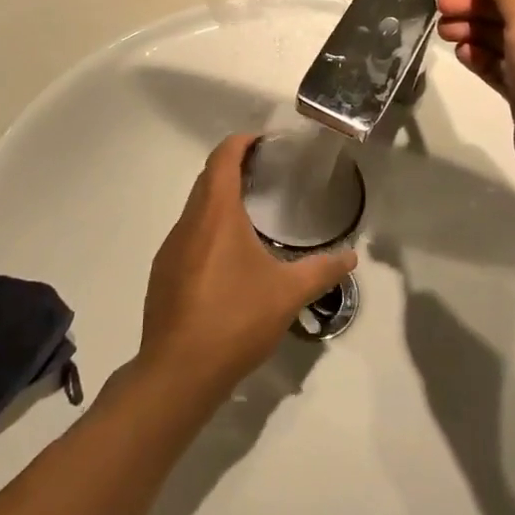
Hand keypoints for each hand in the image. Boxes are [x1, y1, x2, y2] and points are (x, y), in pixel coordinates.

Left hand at [138, 135, 356, 402]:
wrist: (178, 372)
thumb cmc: (235, 320)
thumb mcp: (288, 295)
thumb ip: (322, 271)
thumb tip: (352, 257)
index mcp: (216, 214)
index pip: (223, 159)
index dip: (241, 142)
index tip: (263, 141)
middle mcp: (188, 223)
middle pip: (207, 179)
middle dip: (232, 167)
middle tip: (265, 173)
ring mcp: (171, 248)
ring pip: (195, 208)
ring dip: (219, 199)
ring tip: (250, 212)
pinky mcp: (163, 274)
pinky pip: (187, 235)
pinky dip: (208, 228)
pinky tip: (228, 257)